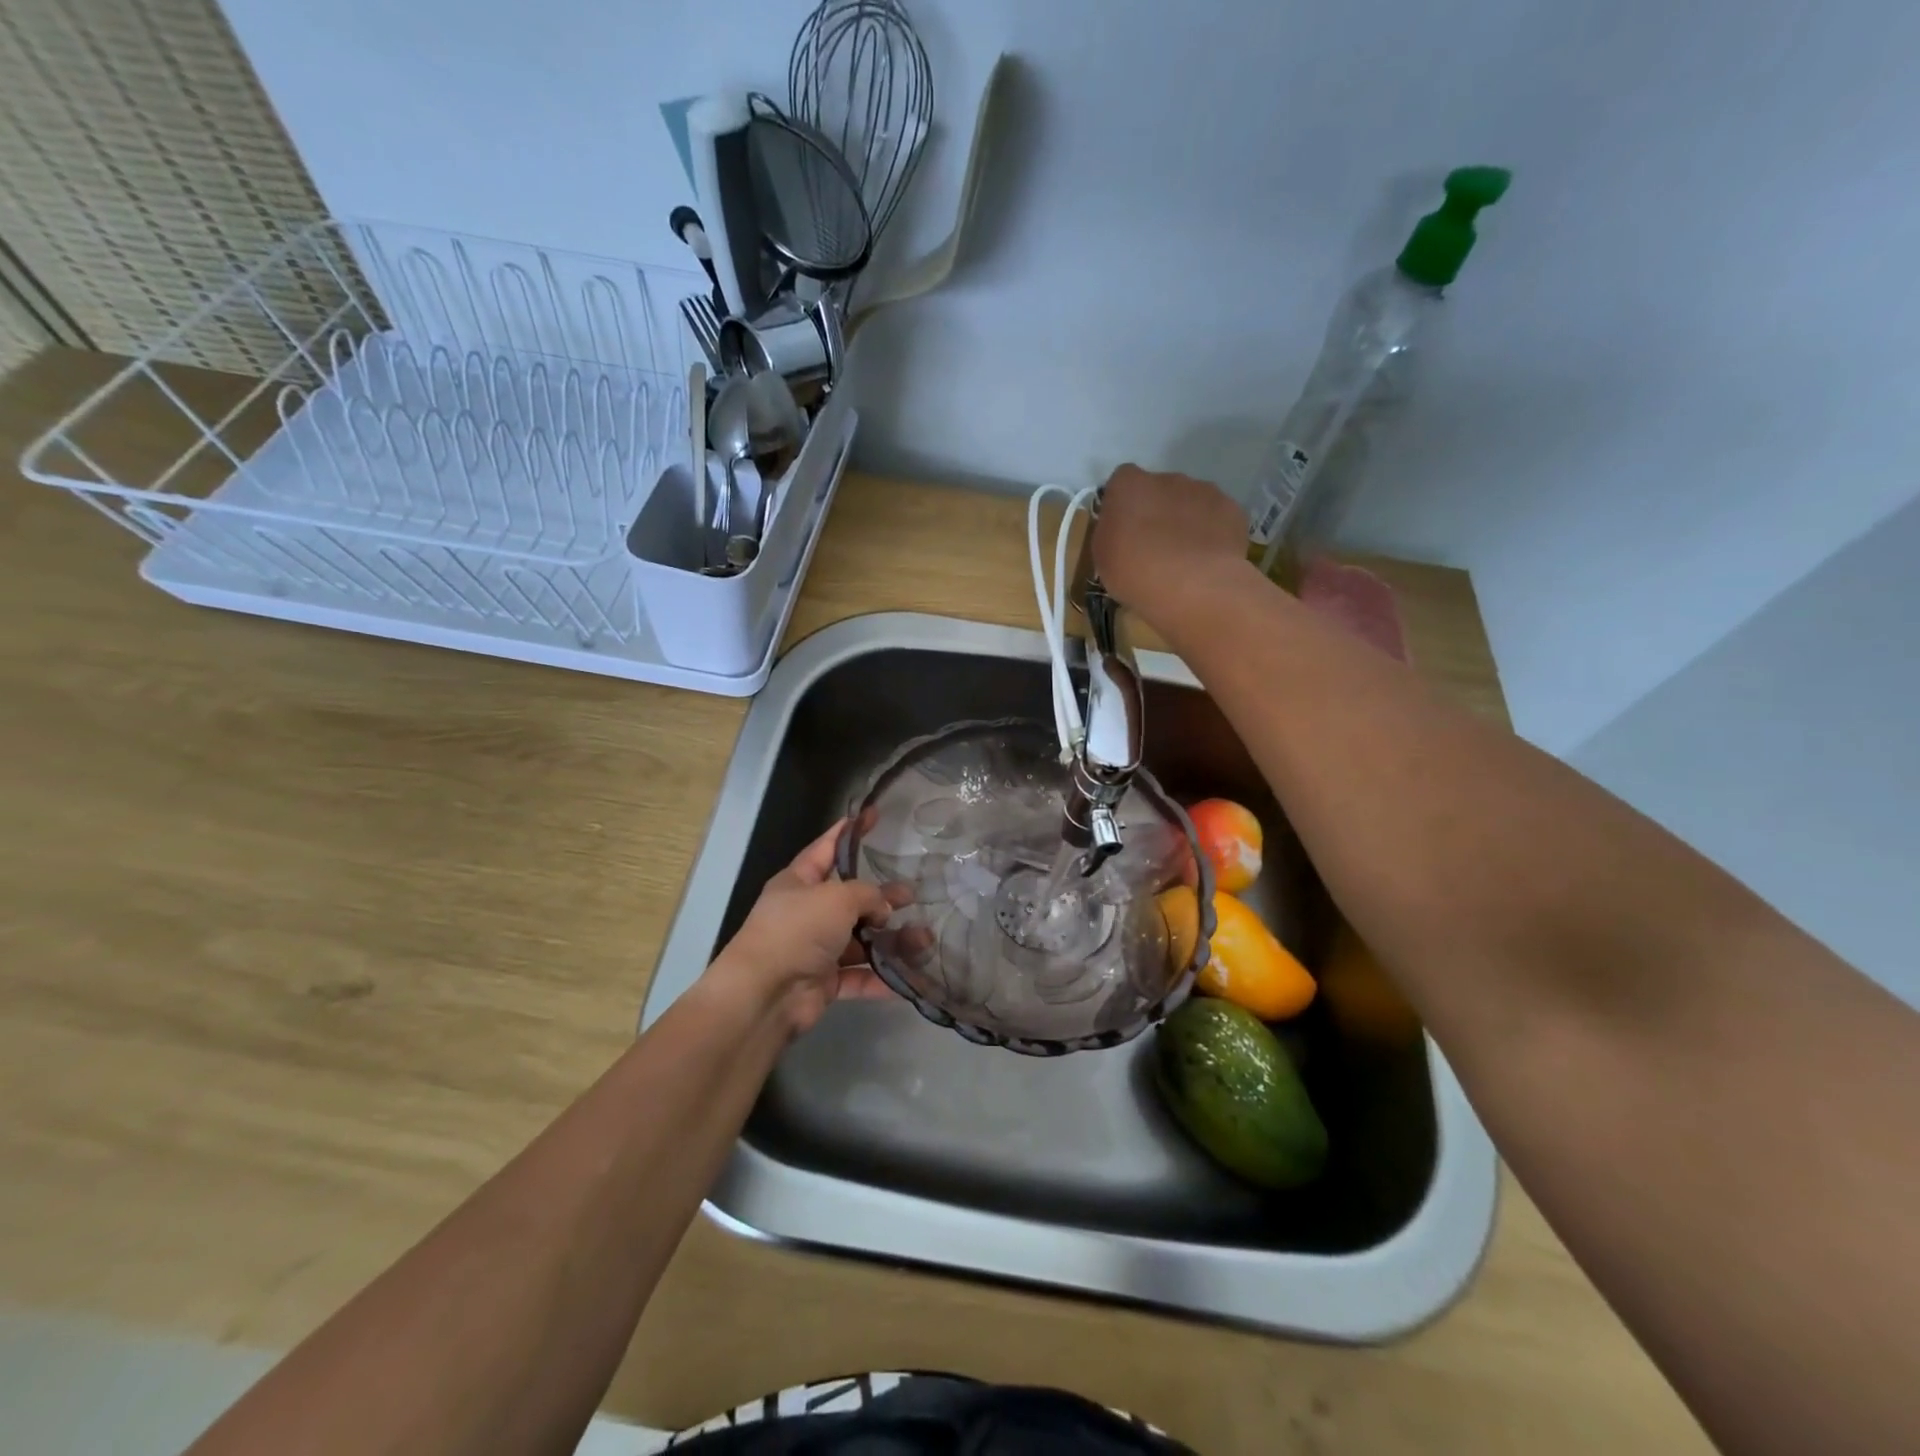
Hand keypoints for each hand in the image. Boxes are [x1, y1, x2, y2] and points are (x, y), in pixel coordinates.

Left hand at [708, 820, 899, 1036]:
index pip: (827, 848)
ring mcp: (815, 949)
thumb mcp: (837, 897)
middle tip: (913, 895)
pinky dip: (882, 977)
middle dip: (882, 898)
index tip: (873, 815)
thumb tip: (883, 911)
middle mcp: (806, 913)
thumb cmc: (798, 930)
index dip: (850, 832)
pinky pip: (859, 976)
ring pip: (860, 940)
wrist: (766, 994)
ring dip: (891, 941)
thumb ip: (868, 895)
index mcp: (799, 882)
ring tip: (924, 940)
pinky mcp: (824, 982)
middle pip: (851, 899)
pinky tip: (910, 976)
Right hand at [1091, 464, 1250, 614]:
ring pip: (1191, 501)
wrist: (1192, 586)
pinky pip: (1216, 517)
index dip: (1123, 504)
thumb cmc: (1135, 572)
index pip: (1122, 481)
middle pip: (1159, 489)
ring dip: (1186, 520)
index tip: (1123, 530)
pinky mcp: (1232, 509)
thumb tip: (1121, 528)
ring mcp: (1204, 490)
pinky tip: (1207, 560)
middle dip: (1157, 511)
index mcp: (1129, 485)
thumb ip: (1110, 532)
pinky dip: (1212, 533)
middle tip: (1154, 547)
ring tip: (1184, 556)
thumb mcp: (1102, 556)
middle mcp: (1167, 478)